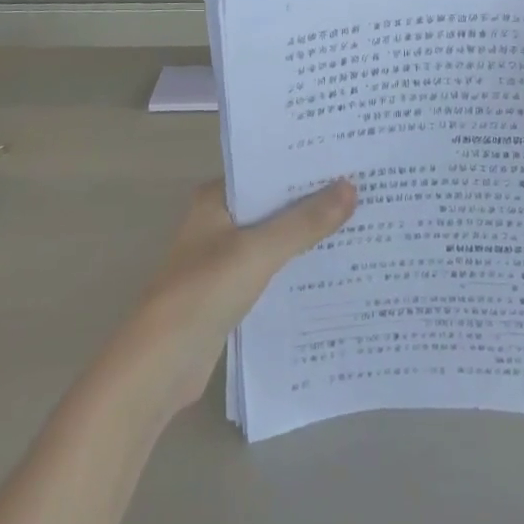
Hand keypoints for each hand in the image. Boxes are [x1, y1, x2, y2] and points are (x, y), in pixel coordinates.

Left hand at [117, 180, 355, 415]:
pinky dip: (295, 265)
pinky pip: (271, 268)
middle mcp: (218, 221)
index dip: (304, 165)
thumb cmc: (204, 292)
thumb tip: (351, 186)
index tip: (347, 158)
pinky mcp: (230, 292)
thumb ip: (305, 221)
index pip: (266, 169)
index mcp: (215, 198)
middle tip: (364, 187)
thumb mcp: (259, 251)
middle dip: (312, 199)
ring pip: (274, 237)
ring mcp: (222, 258)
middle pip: (273, 203)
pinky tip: (331, 265)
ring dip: (306, 233)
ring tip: (358, 221)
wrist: (160, 366)